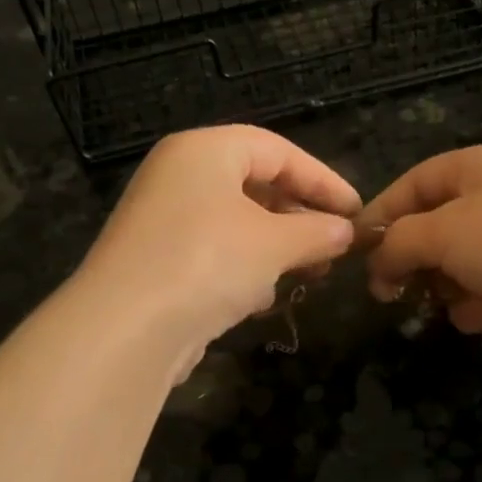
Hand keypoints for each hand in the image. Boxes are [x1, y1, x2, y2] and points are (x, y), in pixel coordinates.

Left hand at [80, 126, 359, 371]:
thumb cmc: (208, 263)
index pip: (277, 151)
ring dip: (277, 246)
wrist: (125, 330)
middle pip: (255, 184)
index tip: (356, 212)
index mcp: (203, 151)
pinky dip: (244, 268)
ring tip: (310, 272)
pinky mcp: (156, 261)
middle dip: (300, 216)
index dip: (323, 180)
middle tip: (335, 245)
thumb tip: (346, 232)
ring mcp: (163, 220)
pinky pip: (213, 252)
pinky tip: (262, 297)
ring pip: (236, 222)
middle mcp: (178, 176)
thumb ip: (317, 231)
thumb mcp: (275, 244)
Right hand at [360, 144, 481, 364]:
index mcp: (480, 166)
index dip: (382, 214)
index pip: (414, 183)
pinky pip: (479, 295)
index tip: (355, 250)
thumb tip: (377, 265)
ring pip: (452, 268)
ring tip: (462, 299)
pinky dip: (477, 307)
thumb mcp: (442, 230)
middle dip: (414, 261)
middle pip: (432, 230)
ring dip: (448, 289)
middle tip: (390, 290)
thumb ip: (396, 242)